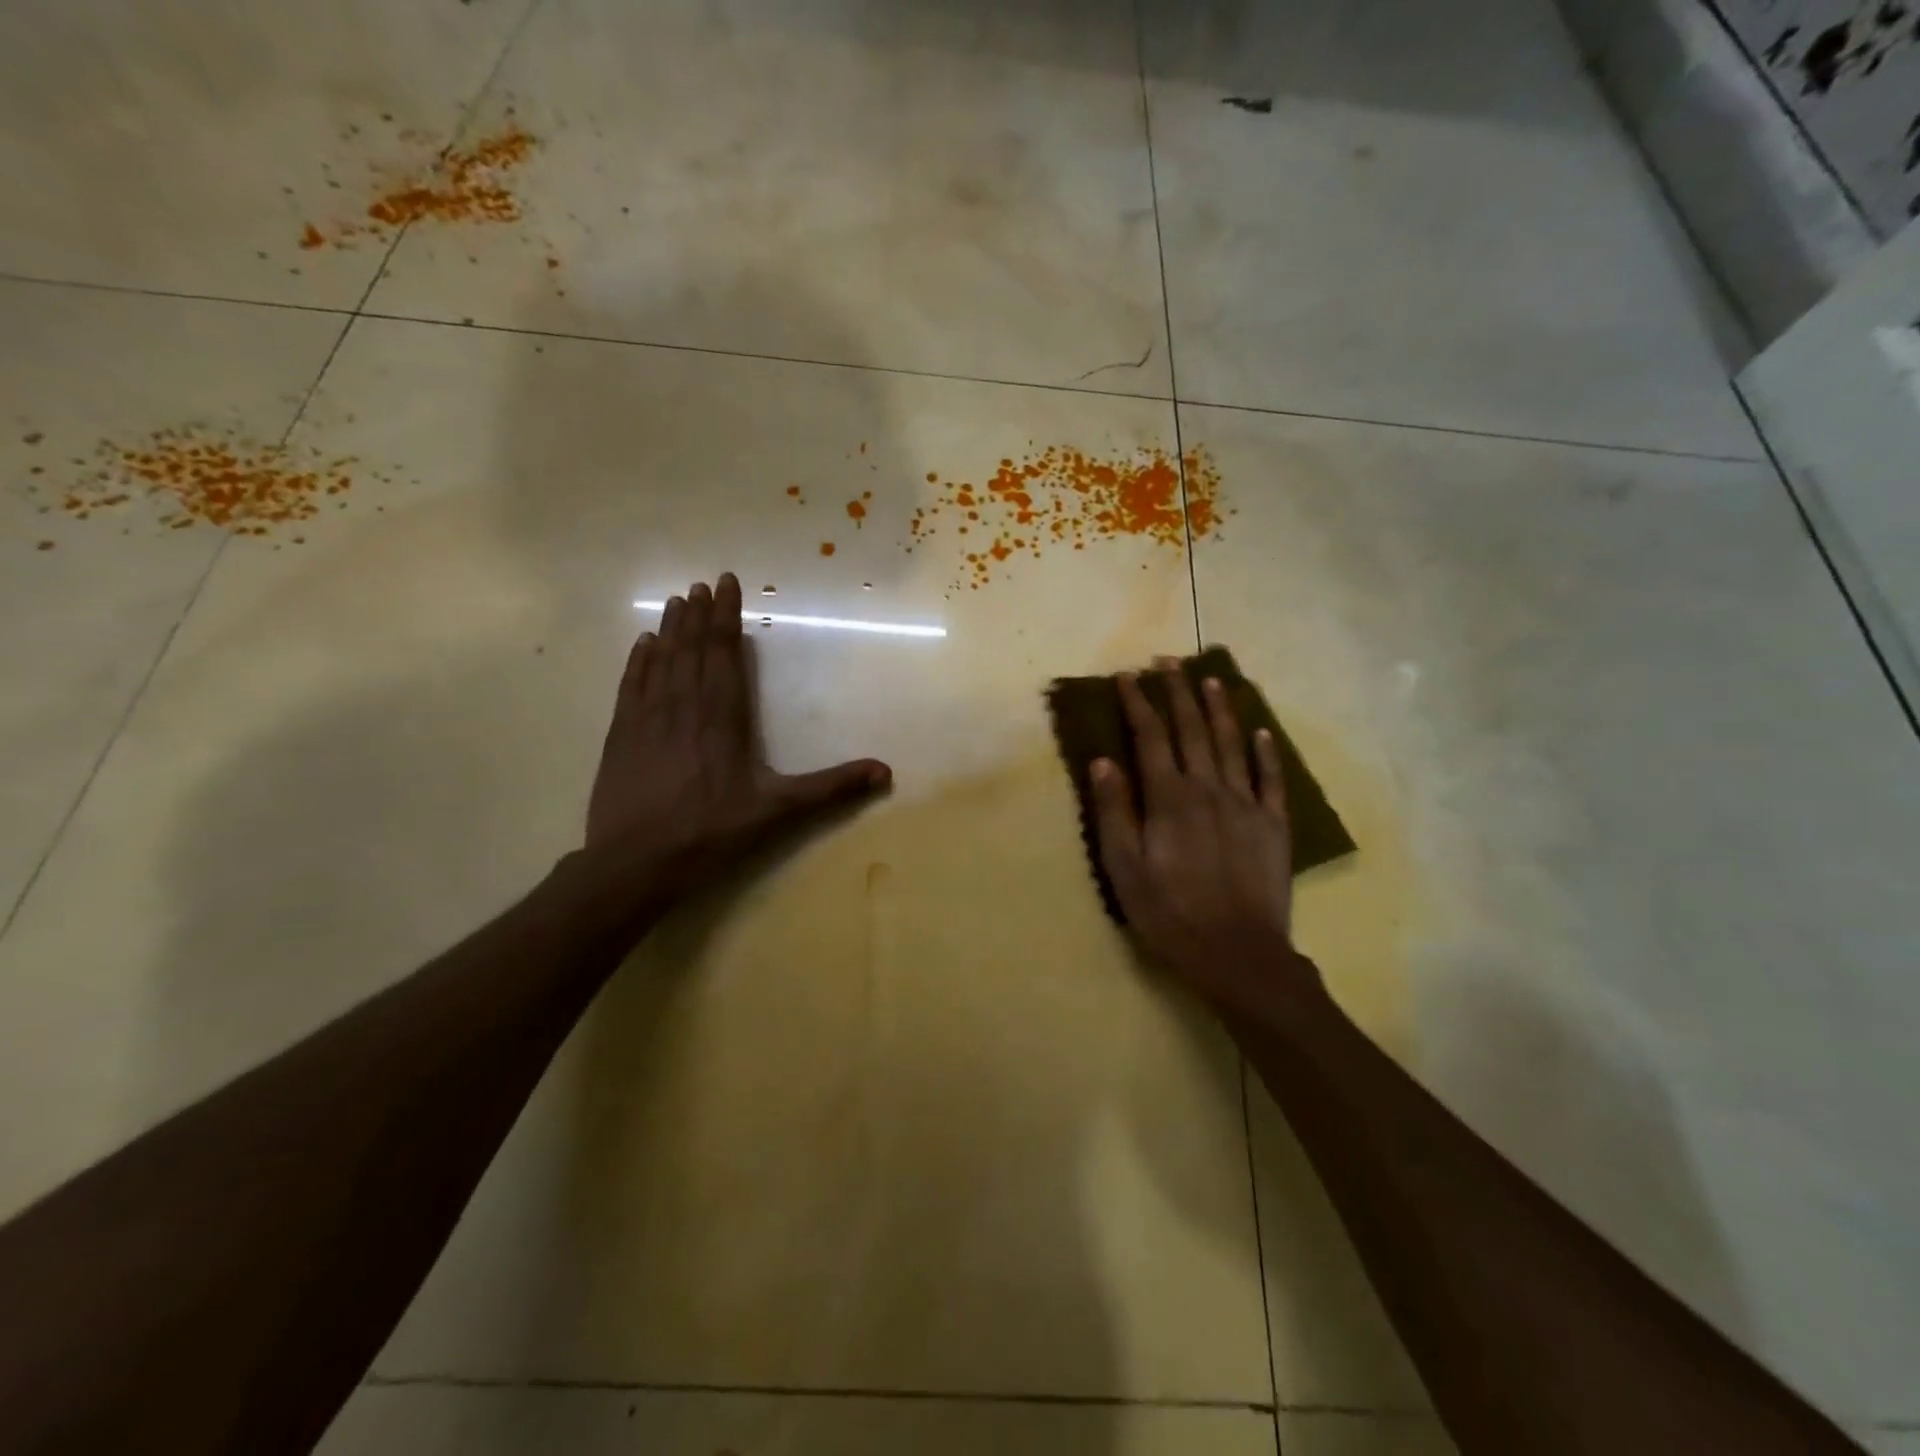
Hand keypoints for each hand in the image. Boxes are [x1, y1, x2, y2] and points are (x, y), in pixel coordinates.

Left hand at [584, 573, 890, 918]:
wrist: (636, 863)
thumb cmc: (711, 833)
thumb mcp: (779, 811)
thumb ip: (830, 787)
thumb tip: (884, 771)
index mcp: (723, 719)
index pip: (725, 655)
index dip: (726, 618)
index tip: (725, 584)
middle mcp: (684, 708)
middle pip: (692, 650)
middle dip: (700, 615)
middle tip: (703, 584)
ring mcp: (646, 720)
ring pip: (661, 662)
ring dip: (670, 629)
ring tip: (676, 600)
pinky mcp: (620, 737)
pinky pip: (630, 687)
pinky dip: (637, 662)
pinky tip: (641, 644)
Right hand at [1089, 662, 1320, 1015]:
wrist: (1237, 954)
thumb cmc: (1169, 913)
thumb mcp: (1124, 868)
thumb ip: (1114, 811)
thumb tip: (1103, 761)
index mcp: (1168, 799)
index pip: (1150, 738)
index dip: (1138, 704)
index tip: (1128, 677)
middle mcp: (1208, 789)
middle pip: (1192, 730)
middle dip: (1178, 693)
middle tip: (1169, 662)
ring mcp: (1246, 804)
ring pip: (1231, 744)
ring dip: (1219, 709)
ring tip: (1211, 679)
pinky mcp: (1274, 824)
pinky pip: (1271, 779)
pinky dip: (1266, 752)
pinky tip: (1261, 732)